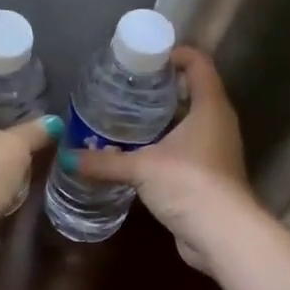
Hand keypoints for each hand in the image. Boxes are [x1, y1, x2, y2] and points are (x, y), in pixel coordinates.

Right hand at [62, 46, 259, 274]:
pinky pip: (184, 149)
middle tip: (123, 88)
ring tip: (123, 118)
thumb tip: (66, 158)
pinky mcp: (208, 175)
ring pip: (187, 123)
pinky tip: (135, 153)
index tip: (143, 58)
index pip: (198, 63)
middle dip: (159, 88)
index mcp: (210, 106)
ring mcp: (216, 150)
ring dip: (160, 120)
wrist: (222, 236)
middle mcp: (217, 122)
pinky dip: (163, 147)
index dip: (174, 54)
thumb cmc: (188, 184)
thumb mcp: (141, 168)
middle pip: (191, 92)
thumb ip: (103, 162)